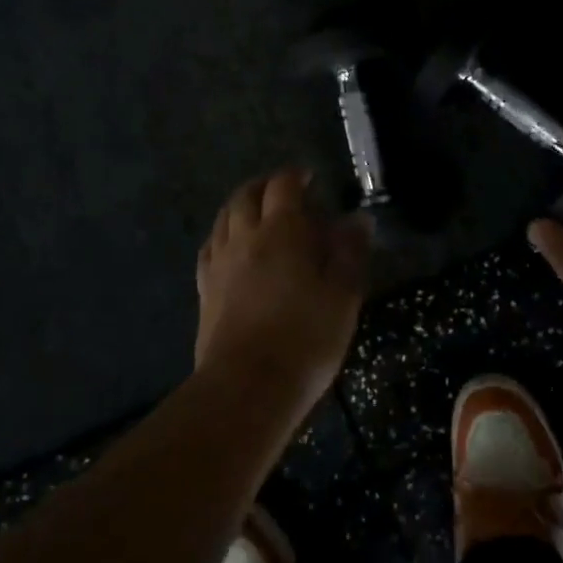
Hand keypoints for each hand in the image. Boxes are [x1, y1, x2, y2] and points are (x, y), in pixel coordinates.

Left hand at [195, 168, 370, 416]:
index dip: (295, 175)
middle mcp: (245, 237)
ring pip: (223, 218)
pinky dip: (222, 236)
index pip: (284, 186)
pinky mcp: (204, 290)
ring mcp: (219, 263)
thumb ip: (350, 253)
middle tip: (282, 191)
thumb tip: (358, 219)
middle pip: (246, 196)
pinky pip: (209, 248)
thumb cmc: (305, 338)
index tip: (309, 177)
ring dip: (240, 206)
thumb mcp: (343, 295)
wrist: (247, 386)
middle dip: (264, 186)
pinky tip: (228, 247)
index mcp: (282, 231)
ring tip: (255, 212)